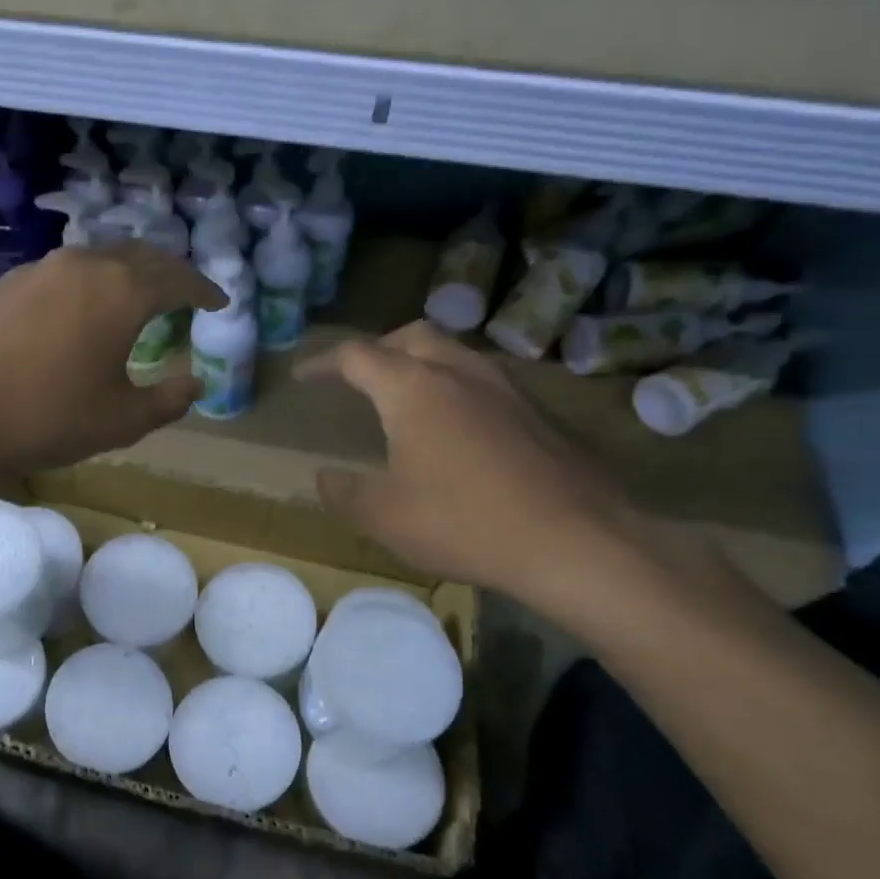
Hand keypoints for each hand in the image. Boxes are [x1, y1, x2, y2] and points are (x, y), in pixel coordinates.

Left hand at [0, 242, 224, 479]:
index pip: (179, 278)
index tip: (218, 302)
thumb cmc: (46, 419)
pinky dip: (86, 285)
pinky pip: (61, 274)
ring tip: (133, 300)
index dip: (204, 290)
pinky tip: (77, 312)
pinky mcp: (3, 283)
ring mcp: (38, 269)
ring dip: (124, 275)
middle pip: (140, 256)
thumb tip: (194, 383)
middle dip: (168, 273)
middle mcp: (83, 265)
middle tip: (182, 295)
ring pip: (97, 259)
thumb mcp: (120, 420)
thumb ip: (168, 400)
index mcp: (123, 291)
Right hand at [296, 322, 651, 613]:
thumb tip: (324, 477)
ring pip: (454, 354)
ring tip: (406, 395)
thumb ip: (344, 492)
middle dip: (377, 349)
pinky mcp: (540, 412)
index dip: (324, 363)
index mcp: (413, 388)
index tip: (304, 376)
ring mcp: (506, 388)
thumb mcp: (383, 516)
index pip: (357, 356)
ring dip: (421, 363)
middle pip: (411, 337)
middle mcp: (459, 373)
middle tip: (358, 375)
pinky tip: (459, 427)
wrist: (575, 541)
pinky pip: (485, 382)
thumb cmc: (463, 522)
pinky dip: (456, 388)